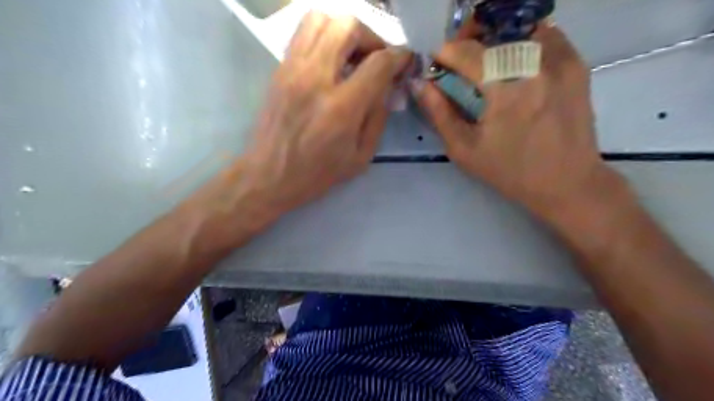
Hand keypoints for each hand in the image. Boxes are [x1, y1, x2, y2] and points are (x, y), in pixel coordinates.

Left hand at [242, 13, 409, 217]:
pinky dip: (324, 37)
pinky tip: (330, 61)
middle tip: (376, 58)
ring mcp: (293, 70)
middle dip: (372, 37)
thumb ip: (378, 117)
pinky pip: (303, 34)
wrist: (269, 176)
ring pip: (321, 20)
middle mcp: (316, 79)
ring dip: (345, 31)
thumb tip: (389, 87)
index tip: (405, 61)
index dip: (399, 56)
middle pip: (348, 27)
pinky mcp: (279, 70)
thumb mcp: (360, 156)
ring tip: (352, 55)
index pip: (378, 62)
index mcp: (342, 108)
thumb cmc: (318, 173)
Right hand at [413, 20, 619, 221]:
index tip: (437, 63)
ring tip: (486, 60)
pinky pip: (545, 34)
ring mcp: (561, 60)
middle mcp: (536, 65)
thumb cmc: (509, 171)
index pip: (467, 51)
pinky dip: (523, 40)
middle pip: (493, 29)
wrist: (566, 182)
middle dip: (469, 39)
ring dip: (496, 38)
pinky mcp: (577, 63)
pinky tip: (513, 64)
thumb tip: (420, 84)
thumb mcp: (464, 149)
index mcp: (505, 90)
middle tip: (459, 60)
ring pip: (520, 27)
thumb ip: (439, 113)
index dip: (446, 52)